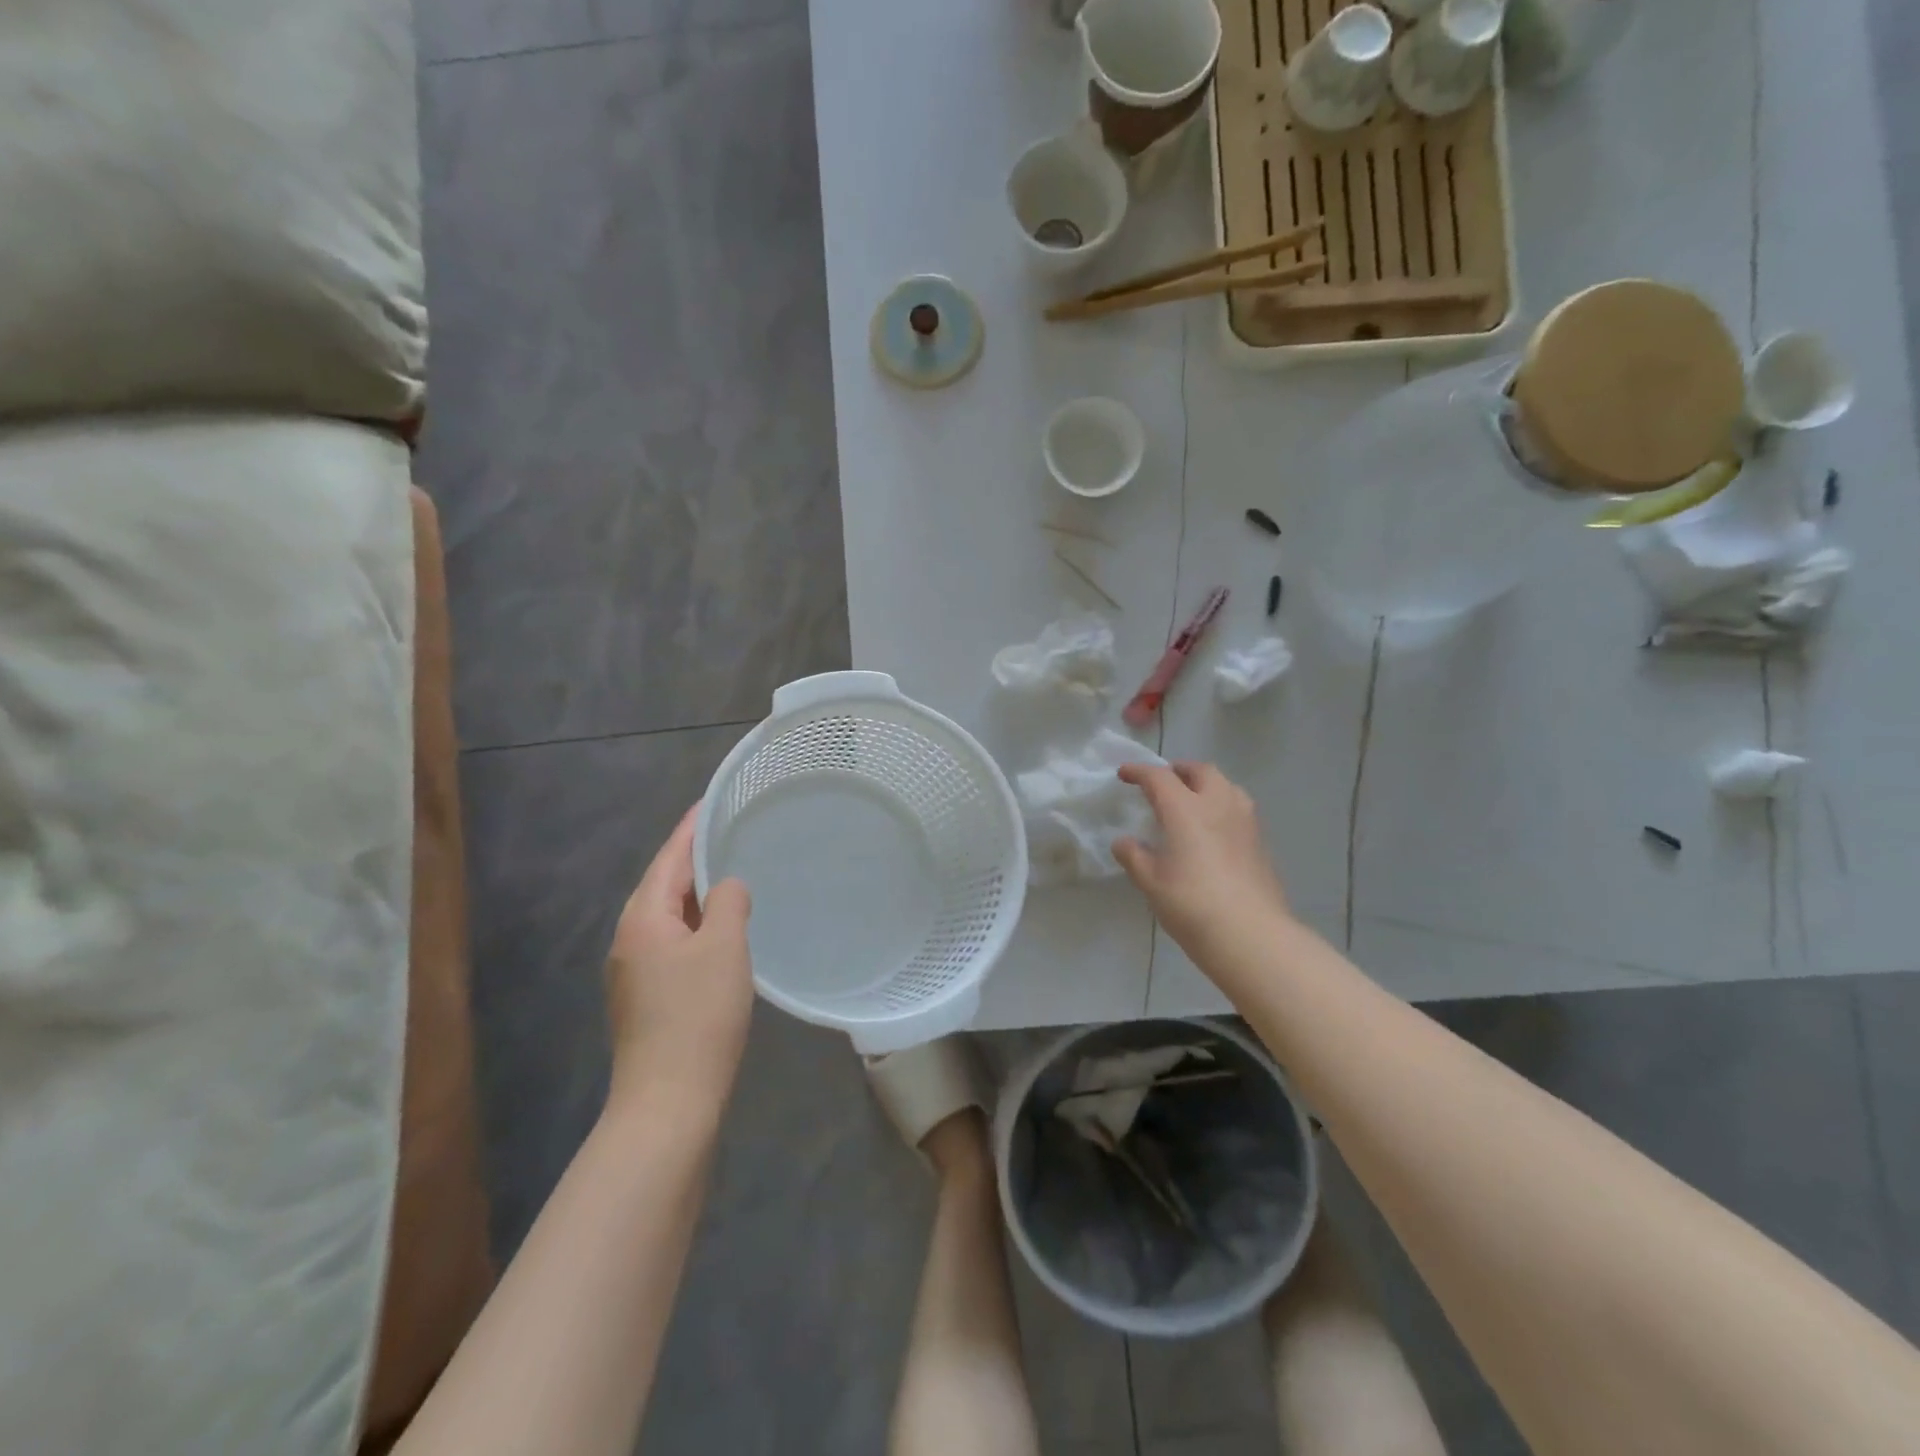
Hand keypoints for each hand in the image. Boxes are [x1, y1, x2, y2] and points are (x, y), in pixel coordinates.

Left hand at [604, 806, 754, 1115]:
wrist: (669, 1102)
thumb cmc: (698, 1017)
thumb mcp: (725, 948)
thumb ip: (728, 903)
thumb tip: (727, 887)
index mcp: (643, 918)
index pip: (670, 858)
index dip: (692, 828)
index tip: (712, 800)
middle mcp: (629, 938)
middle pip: (664, 884)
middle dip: (694, 857)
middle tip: (730, 832)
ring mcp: (634, 970)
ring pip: (669, 915)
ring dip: (697, 893)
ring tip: (730, 873)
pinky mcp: (646, 996)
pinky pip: (673, 941)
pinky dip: (697, 924)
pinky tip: (721, 929)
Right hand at [1113, 762, 1290, 952]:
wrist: (1250, 934)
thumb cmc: (1191, 904)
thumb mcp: (1151, 882)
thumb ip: (1134, 856)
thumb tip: (1123, 842)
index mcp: (1185, 809)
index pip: (1159, 777)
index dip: (1139, 771)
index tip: (1125, 774)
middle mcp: (1218, 804)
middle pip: (1201, 771)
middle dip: (1179, 771)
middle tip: (1163, 783)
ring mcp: (1245, 822)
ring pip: (1227, 786)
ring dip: (1206, 785)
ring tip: (1192, 801)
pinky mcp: (1261, 842)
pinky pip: (1239, 809)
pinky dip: (1222, 806)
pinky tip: (1214, 830)